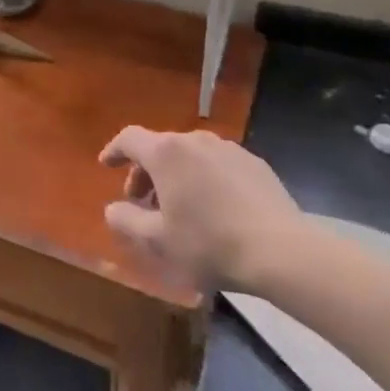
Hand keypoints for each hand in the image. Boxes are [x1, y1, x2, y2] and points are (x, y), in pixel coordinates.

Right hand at [100, 127, 304, 293]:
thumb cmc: (210, 244)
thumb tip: (113, 209)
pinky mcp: (255, 164)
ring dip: (175, 175)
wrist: (283, 252)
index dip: (114, 150)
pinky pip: (217, 165)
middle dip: (145, 172)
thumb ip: (126, 221)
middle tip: (142, 202)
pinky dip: (204, 179)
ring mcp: (229, 149)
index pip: (129, 138)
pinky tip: (214, 209)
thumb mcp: (158, 241)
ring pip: (190, 155)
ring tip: (178, 207)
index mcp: (166, 153)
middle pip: (160, 147)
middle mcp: (195, 140)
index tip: (106, 165)